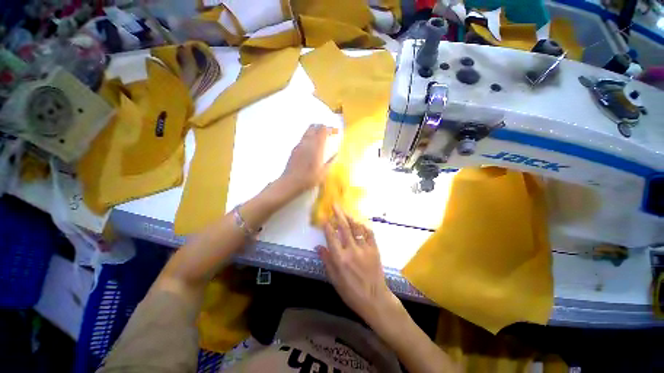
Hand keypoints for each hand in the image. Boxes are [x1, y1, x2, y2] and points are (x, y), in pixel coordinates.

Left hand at [279, 124, 335, 194]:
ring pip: (306, 132)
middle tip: (327, 132)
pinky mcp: (294, 150)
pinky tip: (310, 147)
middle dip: (321, 127)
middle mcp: (307, 143)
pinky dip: (308, 139)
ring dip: (314, 131)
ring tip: (319, 138)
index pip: (322, 130)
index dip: (329, 129)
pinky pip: (302, 139)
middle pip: (313, 127)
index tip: (334, 131)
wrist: (291, 182)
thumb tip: (336, 154)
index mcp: (316, 147)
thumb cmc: (309, 178)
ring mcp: (299, 145)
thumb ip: (330, 161)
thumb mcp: (323, 172)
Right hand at [317, 205, 400, 324]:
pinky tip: (359, 222)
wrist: (375, 299)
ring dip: (350, 218)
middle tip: (335, 205)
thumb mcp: (335, 280)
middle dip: (338, 214)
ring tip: (345, 211)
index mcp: (340, 259)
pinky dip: (363, 226)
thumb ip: (327, 261)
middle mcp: (352, 250)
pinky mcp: (374, 249)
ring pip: (356, 228)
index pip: (331, 237)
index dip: (327, 225)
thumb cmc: (351, 292)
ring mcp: (365, 249)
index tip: (325, 216)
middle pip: (344, 228)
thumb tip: (318, 247)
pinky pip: (369, 233)